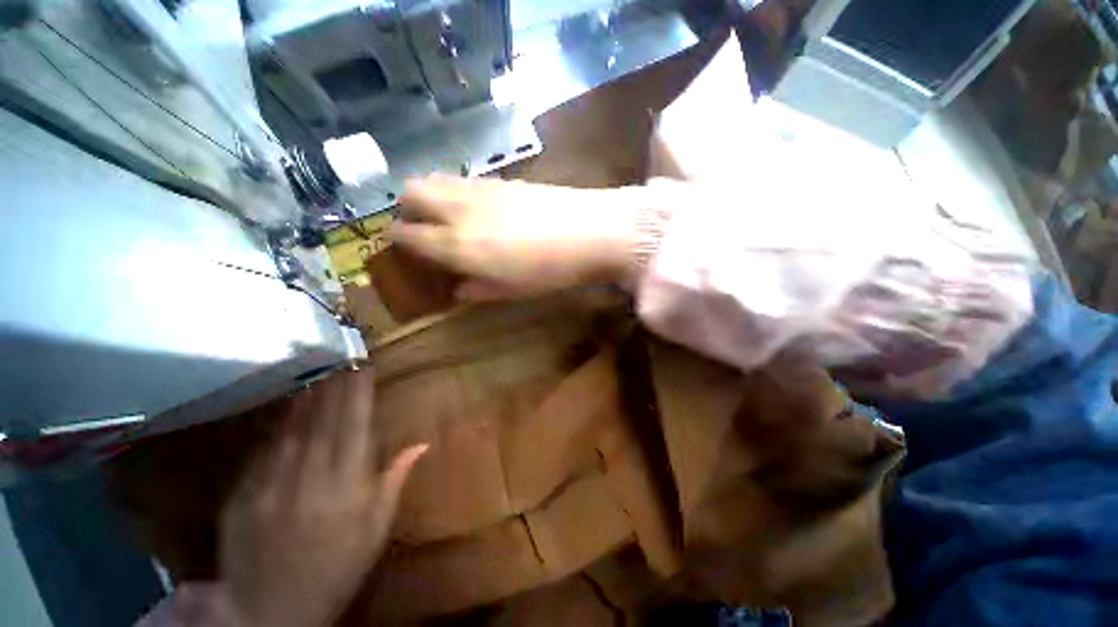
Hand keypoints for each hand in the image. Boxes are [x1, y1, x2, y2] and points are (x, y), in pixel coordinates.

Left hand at [220, 370, 426, 626]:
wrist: (269, 611)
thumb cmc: (336, 569)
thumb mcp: (376, 530)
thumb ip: (395, 481)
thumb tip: (421, 444)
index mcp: (345, 485)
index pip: (354, 423)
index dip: (359, 391)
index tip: (364, 365)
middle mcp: (307, 476)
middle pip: (322, 418)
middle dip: (334, 383)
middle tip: (340, 356)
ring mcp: (269, 483)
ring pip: (291, 427)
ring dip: (306, 396)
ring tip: (317, 371)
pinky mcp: (242, 493)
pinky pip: (264, 449)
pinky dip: (278, 425)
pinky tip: (286, 410)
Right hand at [392, 175, 638, 299]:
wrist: (587, 232)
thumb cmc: (547, 271)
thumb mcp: (510, 291)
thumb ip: (477, 289)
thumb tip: (459, 289)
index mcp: (455, 244)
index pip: (407, 235)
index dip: (399, 241)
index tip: (405, 249)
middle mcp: (458, 209)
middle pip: (410, 193)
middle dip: (407, 209)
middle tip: (423, 228)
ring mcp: (479, 188)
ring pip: (434, 178)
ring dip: (430, 195)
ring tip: (447, 215)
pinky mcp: (501, 178)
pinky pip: (464, 179)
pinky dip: (456, 190)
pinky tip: (478, 207)